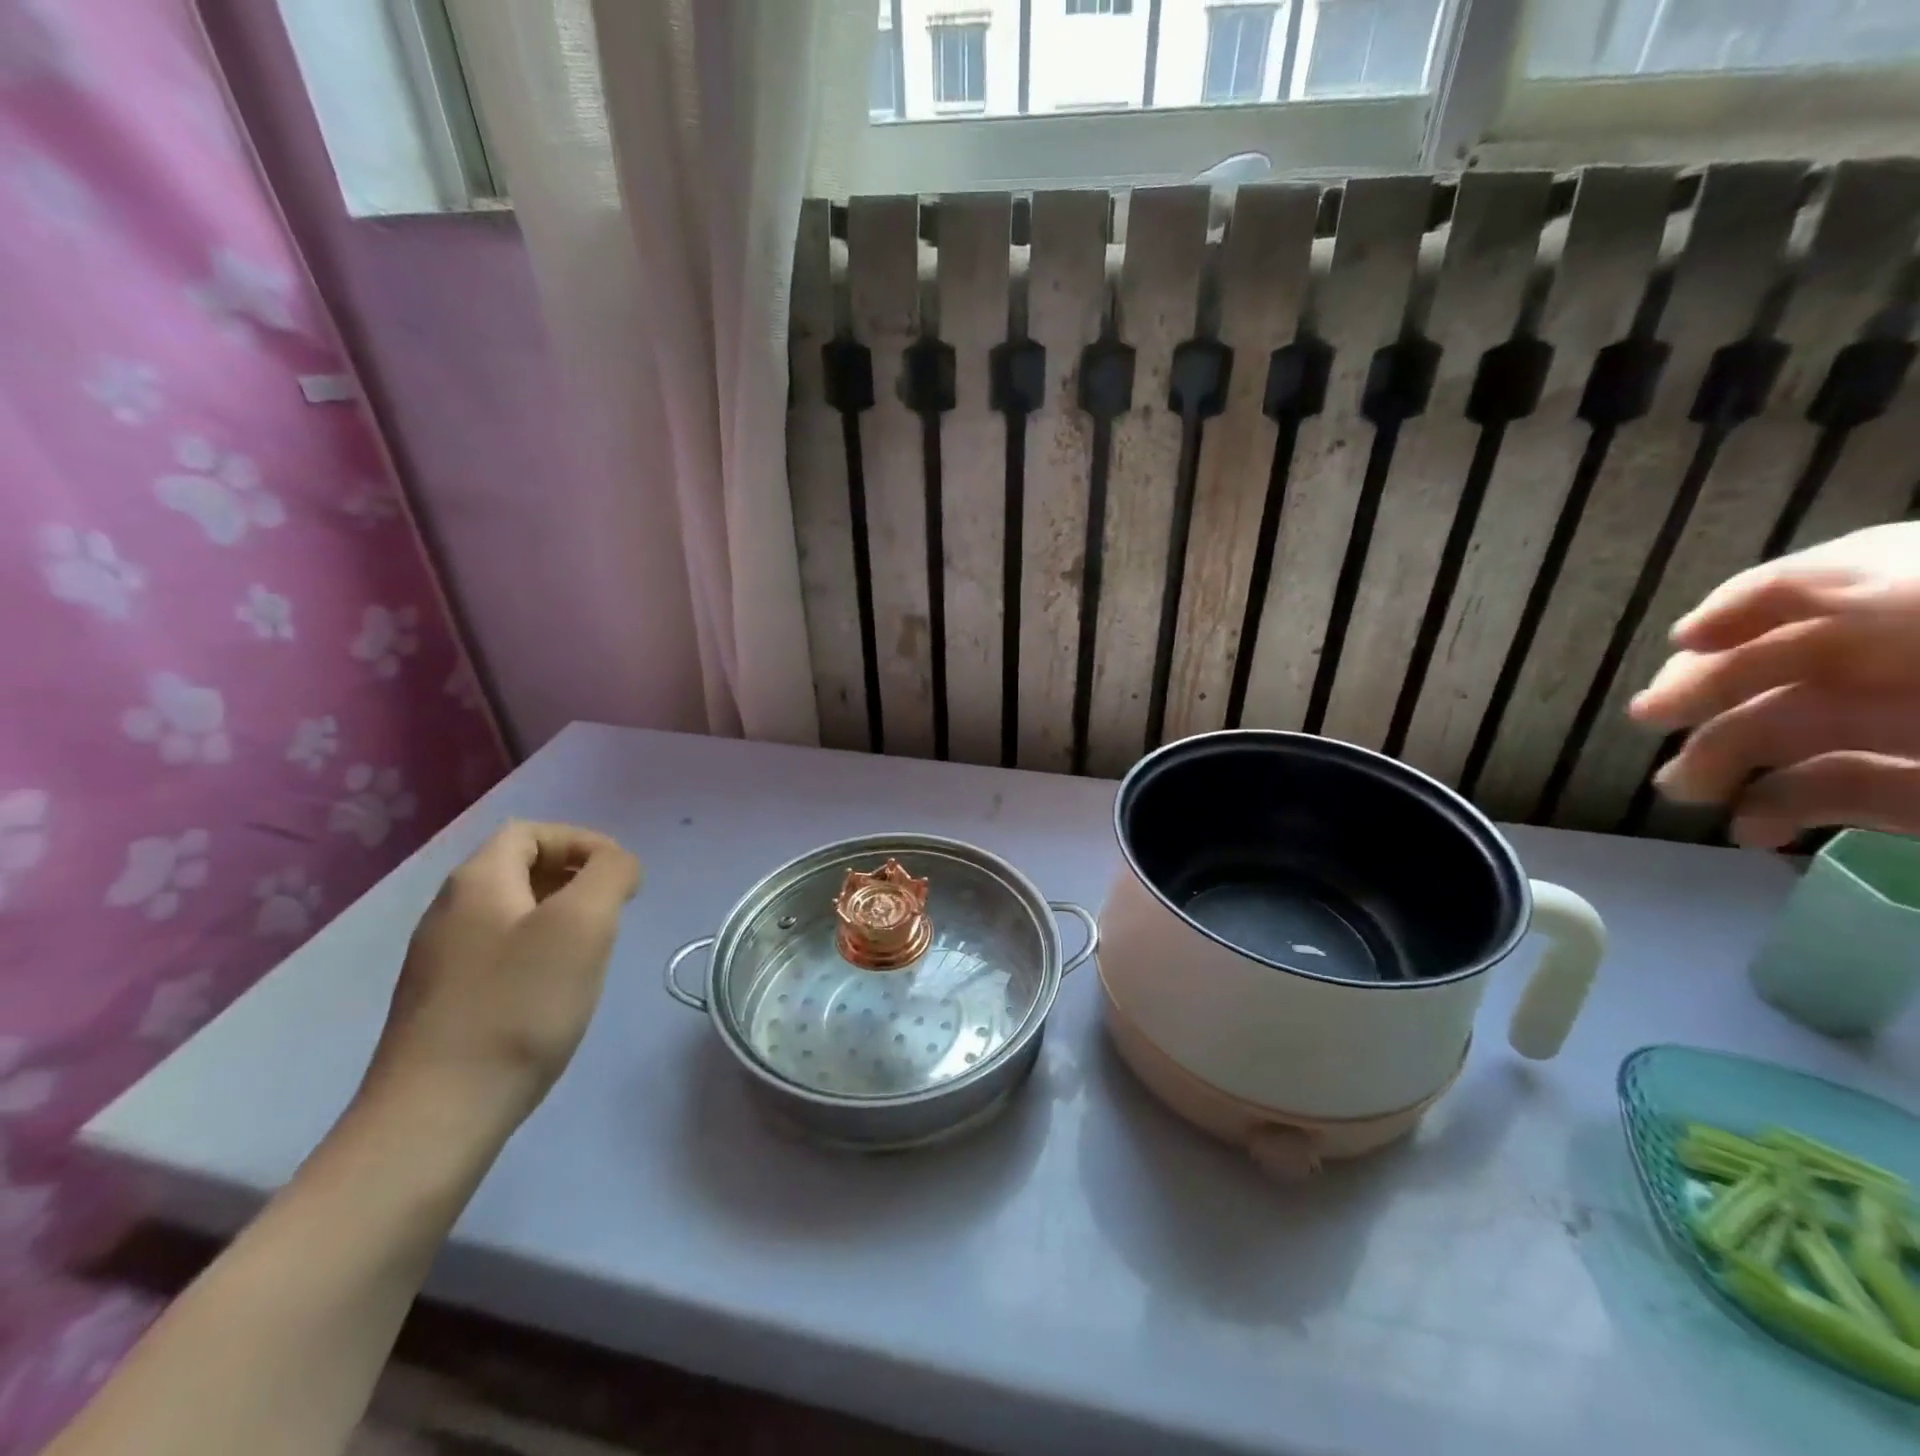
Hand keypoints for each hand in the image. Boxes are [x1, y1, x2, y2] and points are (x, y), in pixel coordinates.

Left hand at [363, 821, 641, 1122]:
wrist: (436, 1116)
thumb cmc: (518, 1007)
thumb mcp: (582, 925)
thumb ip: (610, 874)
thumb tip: (618, 863)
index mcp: (476, 882)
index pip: (530, 832)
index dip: (582, 842)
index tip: (621, 876)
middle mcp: (449, 911)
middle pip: (519, 868)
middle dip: (575, 877)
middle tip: (613, 910)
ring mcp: (439, 960)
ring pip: (511, 912)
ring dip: (560, 915)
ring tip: (593, 949)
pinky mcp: (443, 1002)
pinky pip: (499, 952)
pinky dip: (537, 952)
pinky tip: (556, 990)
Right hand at [1630, 522, 1919, 847]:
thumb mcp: (1917, 613)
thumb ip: (1842, 595)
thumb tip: (1736, 624)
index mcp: (1914, 613)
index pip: (1823, 585)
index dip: (1746, 605)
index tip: (1685, 640)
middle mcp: (1912, 664)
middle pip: (1793, 662)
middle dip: (1711, 689)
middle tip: (1651, 719)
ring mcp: (1918, 731)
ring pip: (1796, 731)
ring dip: (1725, 758)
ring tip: (1683, 790)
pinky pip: (1837, 793)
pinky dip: (1784, 811)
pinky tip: (1753, 830)